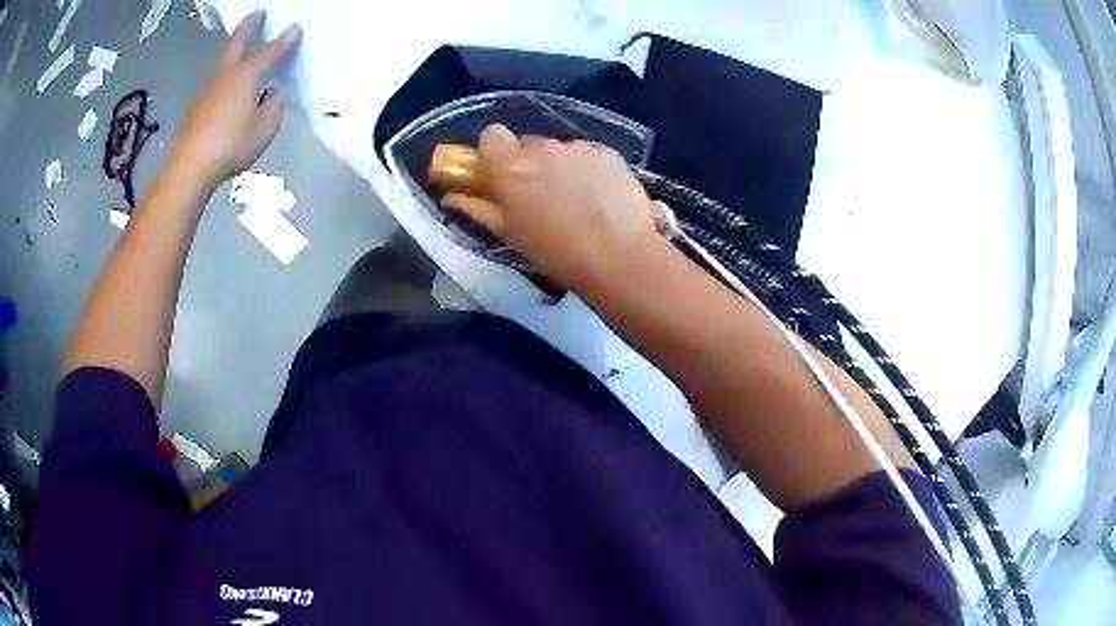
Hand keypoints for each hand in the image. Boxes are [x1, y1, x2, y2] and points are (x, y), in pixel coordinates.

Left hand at [168, 12, 300, 190]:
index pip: (270, 52)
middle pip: (237, 43)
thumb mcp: (265, 128)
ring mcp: (208, 89)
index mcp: (246, 76)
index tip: (295, 28)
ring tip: (244, 50)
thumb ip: (273, 106)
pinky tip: (230, 91)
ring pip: (224, 62)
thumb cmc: (231, 145)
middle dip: (249, 26)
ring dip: (235, 51)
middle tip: (257, 13)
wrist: (190, 167)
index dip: (284, 40)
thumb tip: (270, 93)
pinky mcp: (197, 107)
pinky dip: (226, 77)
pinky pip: (217, 83)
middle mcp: (226, 75)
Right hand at [442, 125, 660, 289]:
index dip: (494, 151)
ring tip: (576, 201)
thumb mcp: (508, 234)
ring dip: (560, 167)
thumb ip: (476, 208)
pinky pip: (587, 154)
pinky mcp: (607, 152)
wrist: (618, 257)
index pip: (492, 135)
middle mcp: (543, 148)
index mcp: (511, 167)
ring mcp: (578, 148)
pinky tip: (599, 197)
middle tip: (540, 195)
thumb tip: (451, 196)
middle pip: (528, 144)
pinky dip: (588, 169)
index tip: (501, 173)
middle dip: (529, 163)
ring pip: (559, 150)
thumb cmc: (555, 252)